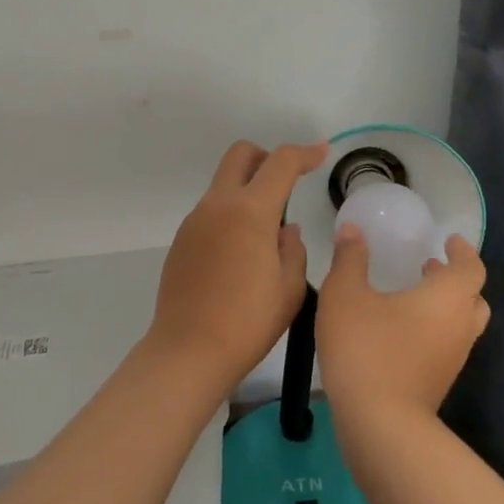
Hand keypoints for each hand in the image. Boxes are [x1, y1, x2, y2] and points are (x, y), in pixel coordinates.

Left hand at [147, 140, 326, 393]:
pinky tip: (240, 254)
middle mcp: (218, 204)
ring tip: (265, 234)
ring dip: (247, 190)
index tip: (321, 153)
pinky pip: (211, 211)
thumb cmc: (247, 322)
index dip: (305, 153)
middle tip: (285, 184)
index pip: (280, 163)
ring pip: (223, 183)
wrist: (187, 351)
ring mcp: (195, 220)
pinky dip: (230, 215)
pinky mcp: (182, 239)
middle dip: (266, 158)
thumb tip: (285, 230)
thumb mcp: (289, 289)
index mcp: (250, 211)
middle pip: (241, 154)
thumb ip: (293, 249)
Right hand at [317, 225, 488, 427]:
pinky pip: (446, 347)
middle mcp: (459, 326)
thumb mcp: (345, 293)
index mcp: (447, 297)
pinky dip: (433, 331)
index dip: (463, 252)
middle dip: (455, 280)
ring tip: (412, 295)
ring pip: (461, 325)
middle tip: (430, 267)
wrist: (380, 425)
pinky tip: (399, 331)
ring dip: (444, 307)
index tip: (449, 241)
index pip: (472, 268)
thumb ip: (350, 258)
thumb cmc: (367, 348)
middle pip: (474, 298)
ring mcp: (453, 360)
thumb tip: (353, 229)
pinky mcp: (439, 384)